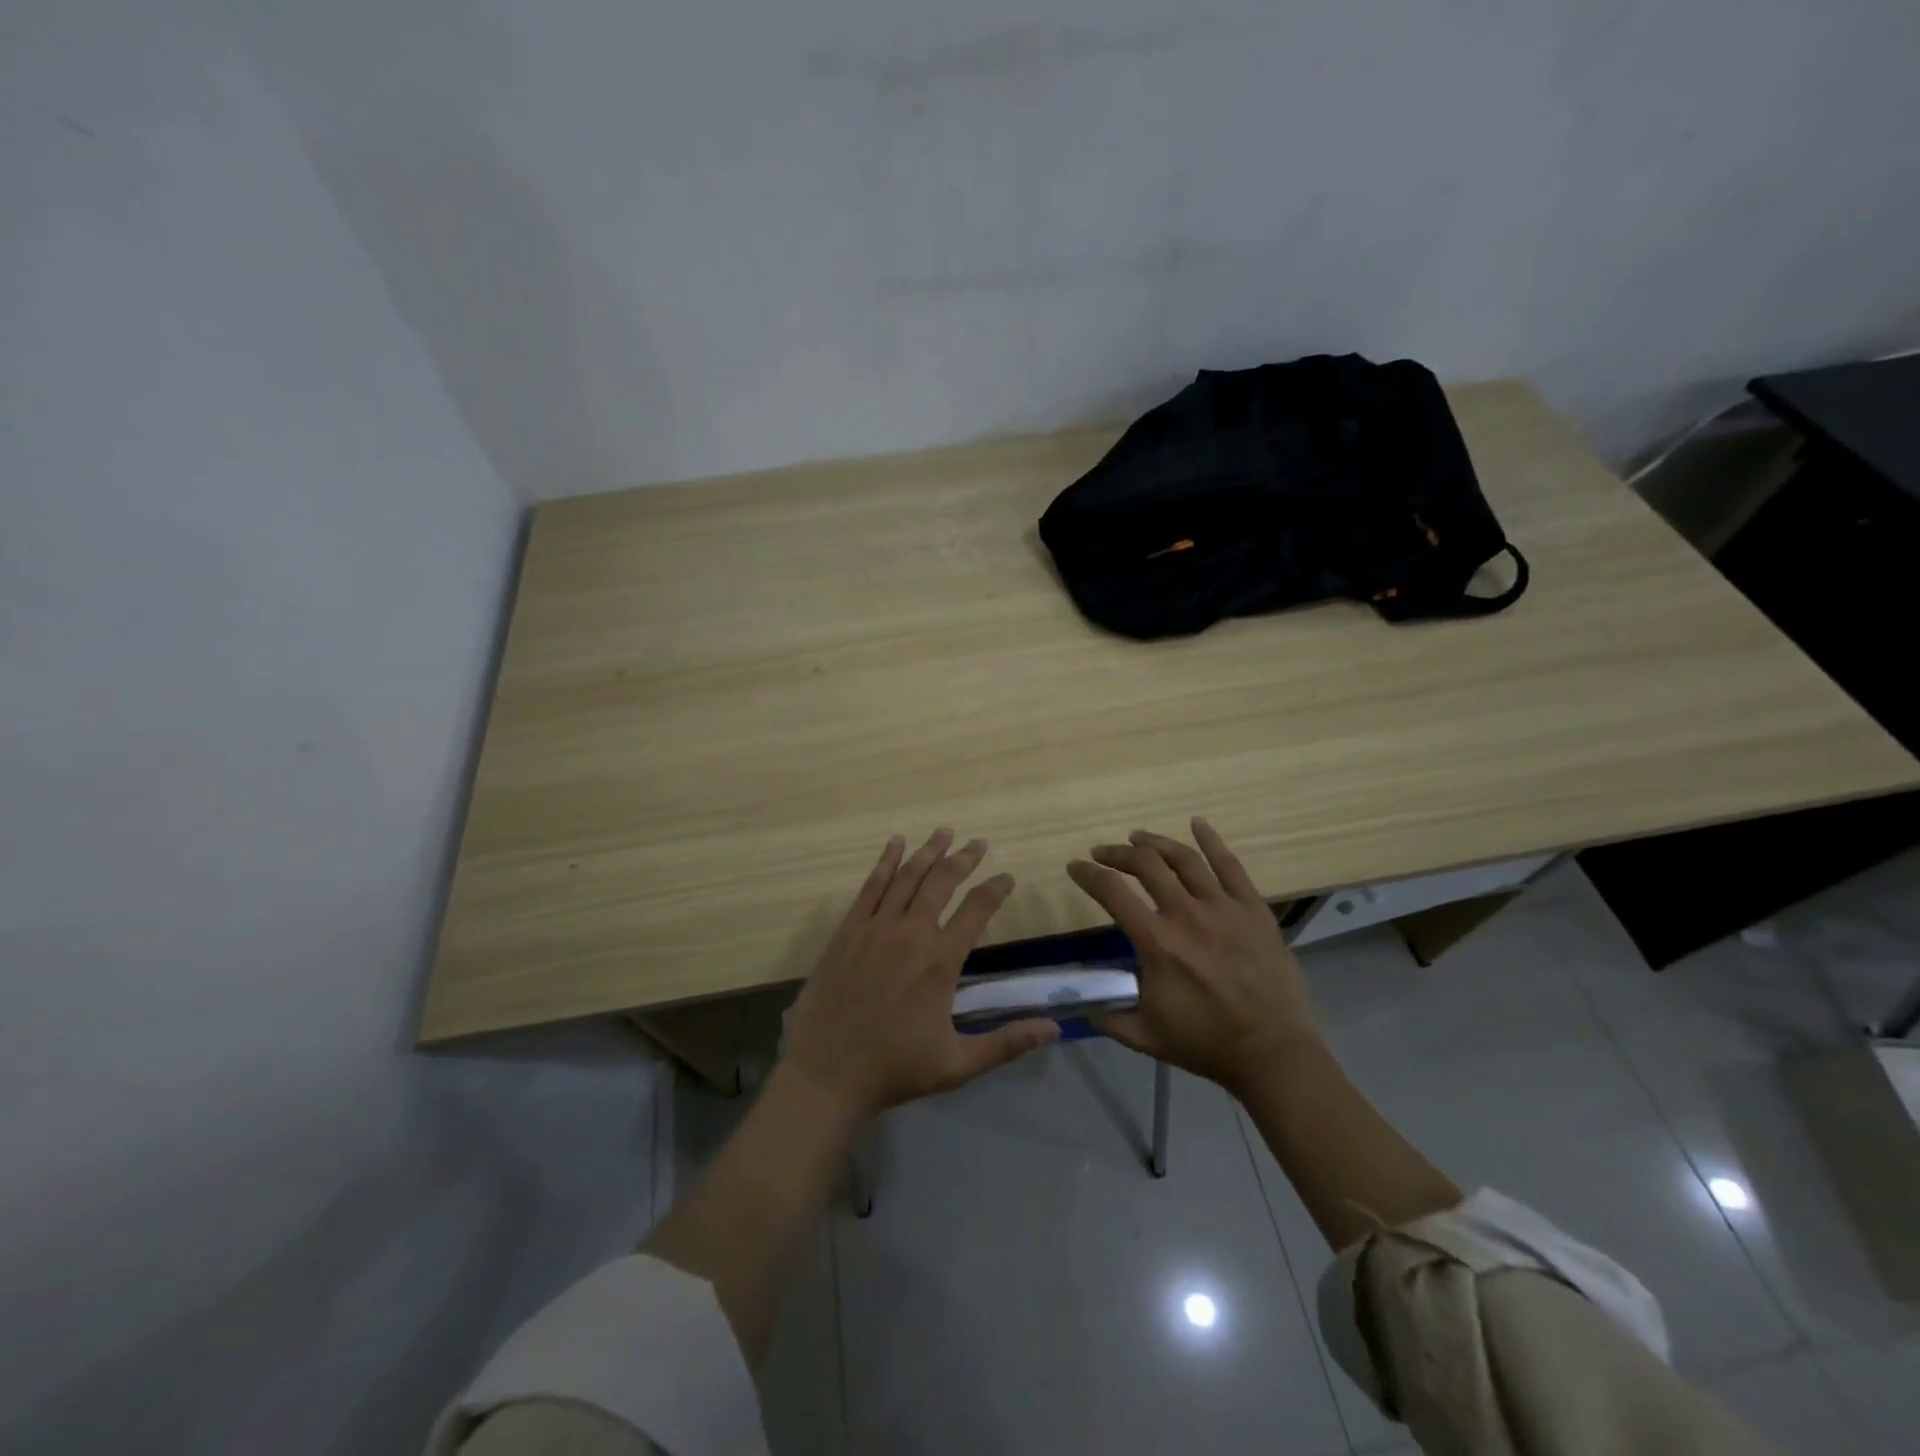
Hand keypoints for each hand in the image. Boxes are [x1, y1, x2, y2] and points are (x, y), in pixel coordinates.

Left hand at [781, 829, 1059, 1116]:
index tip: (1006, 877)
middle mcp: (911, 934)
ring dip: (928, 852)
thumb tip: (1055, 1028)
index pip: (976, 910)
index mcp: (940, 962)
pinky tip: (896, 844)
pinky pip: (870, 886)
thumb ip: (1007, 1043)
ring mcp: (875, 928)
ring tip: (944, 832)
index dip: (995, 889)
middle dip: (964, 859)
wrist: (826, 1073)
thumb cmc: (894, 1069)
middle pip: (942, 882)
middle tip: (978, 843)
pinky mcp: (848, 930)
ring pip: (907, 876)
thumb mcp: (958, 1065)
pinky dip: (885, 861)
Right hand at [1067, 818, 1320, 1094]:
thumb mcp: (1144, 1036)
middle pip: (1145, 864)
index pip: (1111, 891)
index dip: (1087, 874)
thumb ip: (1106, 1016)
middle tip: (1104, 853)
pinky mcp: (1253, 909)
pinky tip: (1197, 823)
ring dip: (1155, 842)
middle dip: (1117, 853)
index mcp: (1157, 942)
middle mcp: (1186, 914)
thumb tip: (1078, 1002)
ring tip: (1138, 837)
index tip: (1075, 867)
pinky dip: (1211, 840)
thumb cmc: (1205, 1043)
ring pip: (1184, 858)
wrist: (1272, 1052)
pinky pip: (1231, 865)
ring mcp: (1224, 907)